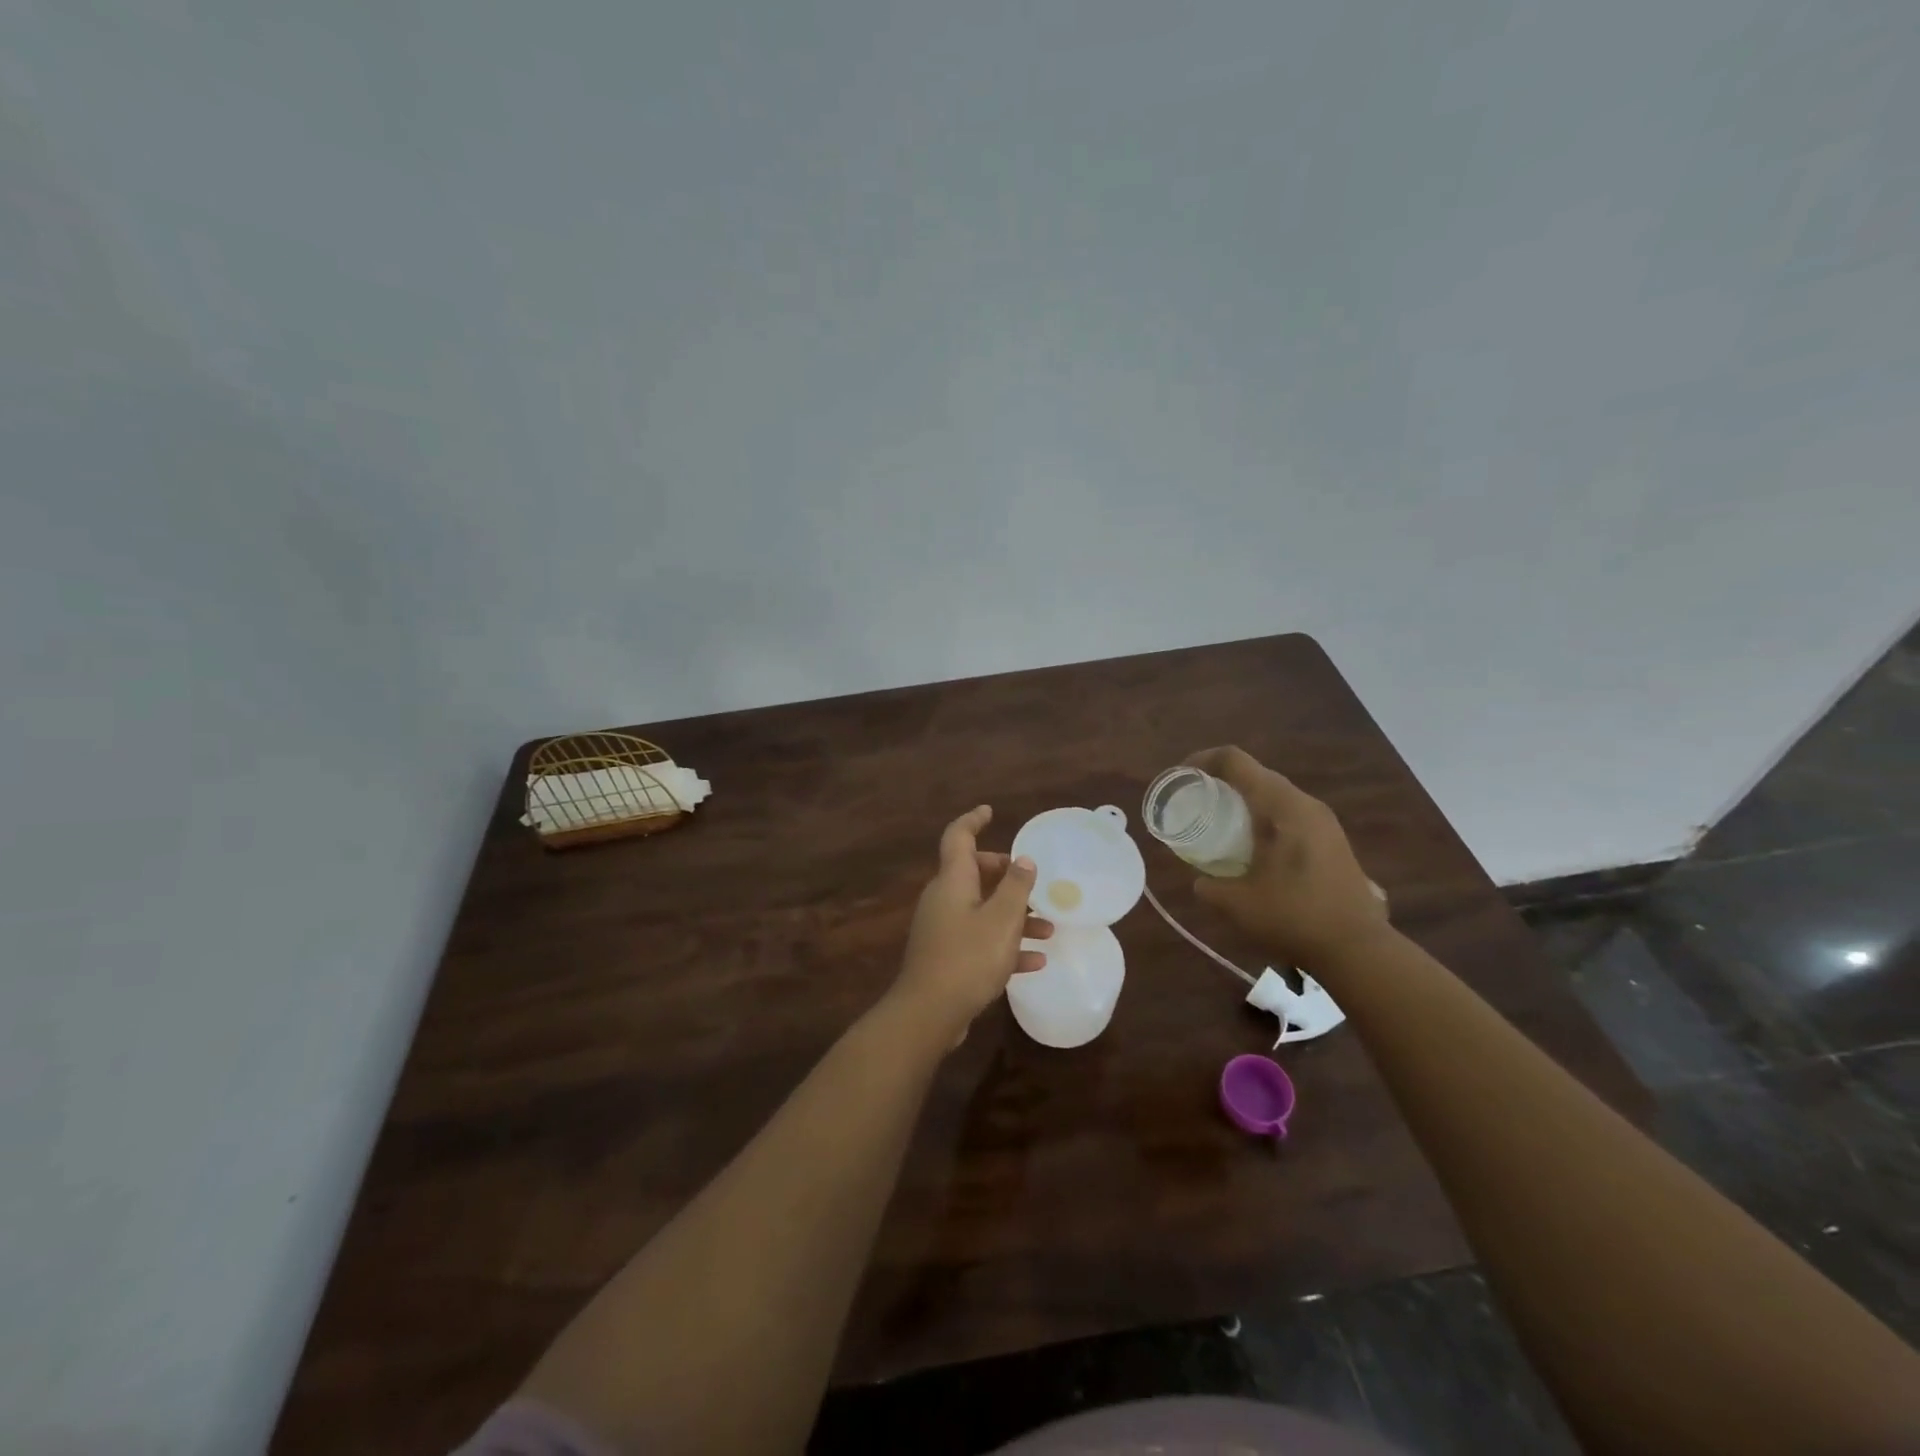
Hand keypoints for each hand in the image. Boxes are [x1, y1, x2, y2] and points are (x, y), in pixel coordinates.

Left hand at [890, 806, 1052, 1042]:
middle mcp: (943, 899)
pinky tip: (1034, 962)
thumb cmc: (968, 958)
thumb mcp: (1002, 919)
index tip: (990, 811)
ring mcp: (942, 929)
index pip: (958, 837)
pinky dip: (1004, 945)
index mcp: (953, 881)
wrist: (929, 1013)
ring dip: (1013, 916)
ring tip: (1047, 929)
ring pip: (981, 910)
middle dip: (1005, 876)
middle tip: (1032, 883)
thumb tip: (1023, 859)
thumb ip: (1016, 887)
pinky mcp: (946, 957)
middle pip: (974, 874)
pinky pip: (979, 940)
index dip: (973, 820)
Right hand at [1186, 746, 1389, 973]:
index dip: (1202, 761)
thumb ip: (1209, 885)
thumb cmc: (1293, 917)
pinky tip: (1253, 848)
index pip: (1235, 761)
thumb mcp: (1236, 903)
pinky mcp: (1332, 840)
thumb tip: (1200, 880)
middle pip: (1255, 774)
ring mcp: (1324, 821)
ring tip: (1220, 824)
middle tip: (1195, 802)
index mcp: (1280, 806)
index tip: (1180, 779)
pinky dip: (1264, 818)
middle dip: (1221, 781)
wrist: (1358, 949)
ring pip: (1275, 794)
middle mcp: (1305, 803)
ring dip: (1245, 800)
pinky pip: (1289, 813)